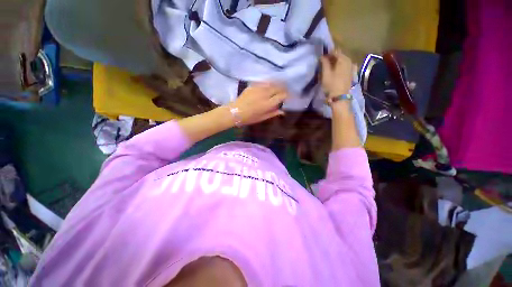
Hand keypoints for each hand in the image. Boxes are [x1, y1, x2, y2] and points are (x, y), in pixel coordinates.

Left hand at [231, 83, 287, 125]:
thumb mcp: (262, 118)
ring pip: (271, 83)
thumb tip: (282, 111)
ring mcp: (258, 88)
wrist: (235, 111)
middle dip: (283, 89)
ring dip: (277, 84)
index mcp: (268, 104)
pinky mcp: (253, 86)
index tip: (288, 97)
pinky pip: (264, 82)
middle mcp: (265, 94)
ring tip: (278, 87)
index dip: (286, 95)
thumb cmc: (249, 118)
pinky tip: (269, 86)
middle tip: (284, 91)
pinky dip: (269, 83)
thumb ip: (273, 113)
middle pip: (278, 87)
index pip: (282, 96)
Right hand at [320, 50, 354, 97]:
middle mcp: (349, 61)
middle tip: (324, 62)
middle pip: (340, 55)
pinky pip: (345, 66)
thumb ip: (324, 63)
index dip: (327, 53)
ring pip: (342, 61)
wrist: (340, 97)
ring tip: (329, 67)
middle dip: (332, 57)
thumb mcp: (325, 74)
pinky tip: (336, 70)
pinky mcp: (351, 73)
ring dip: (336, 62)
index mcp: (343, 59)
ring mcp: (351, 67)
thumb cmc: (331, 85)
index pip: (335, 51)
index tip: (321, 57)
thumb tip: (322, 56)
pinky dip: (340, 66)